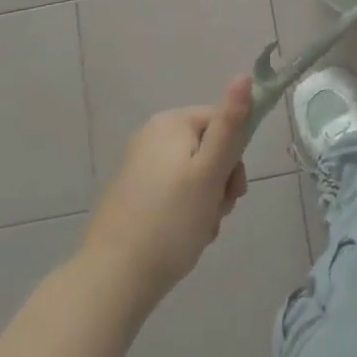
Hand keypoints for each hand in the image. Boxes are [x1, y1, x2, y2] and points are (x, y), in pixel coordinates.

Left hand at [82, 75, 253, 309]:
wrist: (112, 281)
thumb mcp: (210, 172)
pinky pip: (172, 194)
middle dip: (220, 184)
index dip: (235, 158)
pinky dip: (184, 213)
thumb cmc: (170, 221)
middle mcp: (152, 136)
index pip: (223, 123)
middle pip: (208, 150)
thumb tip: (245, 75)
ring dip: (206, 202)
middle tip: (216, 214)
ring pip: (193, 176)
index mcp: (171, 123)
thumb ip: (230, 124)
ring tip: (199, 232)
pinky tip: (181, 239)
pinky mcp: (131, 196)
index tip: (233, 192)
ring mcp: (138, 167)